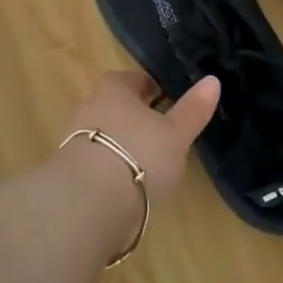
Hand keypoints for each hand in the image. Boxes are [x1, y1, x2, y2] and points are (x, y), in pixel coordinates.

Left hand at [58, 70, 218, 199]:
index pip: (136, 80)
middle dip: (137, 118)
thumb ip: (193, 109)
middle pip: (118, 106)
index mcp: (114, 87)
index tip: (170, 105)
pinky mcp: (69, 170)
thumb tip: (213, 80)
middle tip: (162, 135)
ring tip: (147, 165)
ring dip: (123, 145)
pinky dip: (111, 169)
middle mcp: (89, 105)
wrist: (88, 202)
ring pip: (106, 134)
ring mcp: (74, 138)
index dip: (154, 90)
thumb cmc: (139, 154)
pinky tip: (126, 186)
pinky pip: (96, 161)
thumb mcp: (176, 133)